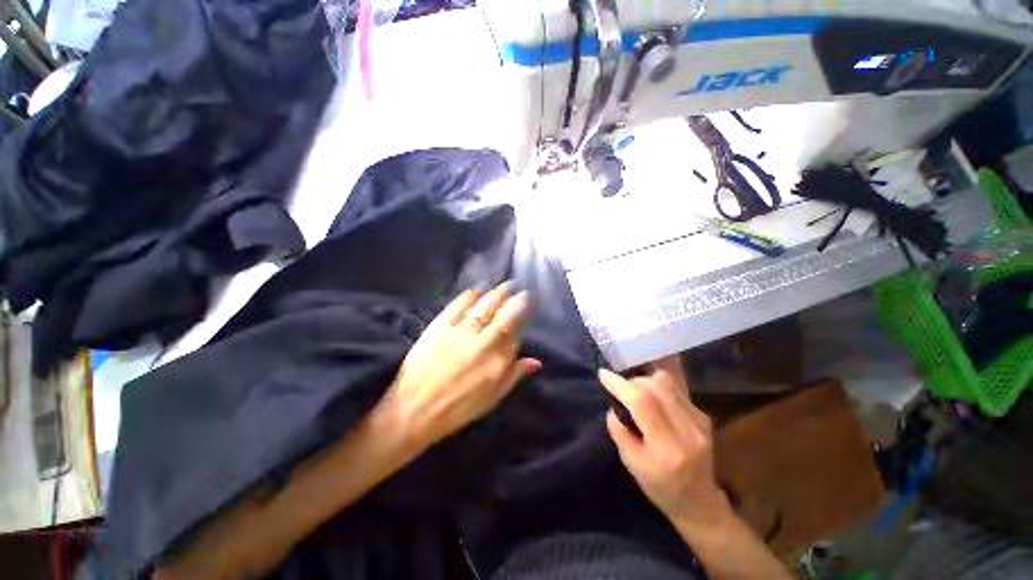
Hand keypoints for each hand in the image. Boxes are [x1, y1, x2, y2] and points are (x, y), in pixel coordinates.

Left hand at [385, 283, 541, 448]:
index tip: (526, 301)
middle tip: (519, 287)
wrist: (414, 410)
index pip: (515, 329)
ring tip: (504, 284)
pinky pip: (460, 304)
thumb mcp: (492, 398)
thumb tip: (536, 361)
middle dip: (514, 296)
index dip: (522, 312)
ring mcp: (462, 331)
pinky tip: (478, 288)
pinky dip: (471, 294)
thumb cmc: (458, 408)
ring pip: (485, 305)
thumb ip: (515, 375)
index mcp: (498, 360)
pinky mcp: (440, 326)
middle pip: (504, 312)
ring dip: (497, 292)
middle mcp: (484, 342)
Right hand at [599, 357, 729, 529]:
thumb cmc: (660, 487)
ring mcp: (699, 421)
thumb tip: (613, 404)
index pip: (643, 403)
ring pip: (666, 383)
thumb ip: (619, 431)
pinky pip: (674, 389)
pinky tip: (653, 402)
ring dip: (644, 382)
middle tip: (620, 389)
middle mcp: (688, 430)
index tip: (603, 374)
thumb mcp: (631, 464)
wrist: (699, 502)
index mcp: (668, 448)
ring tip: (635, 394)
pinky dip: (657, 389)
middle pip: (656, 387)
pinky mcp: (703, 416)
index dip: (621, 385)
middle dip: (631, 382)